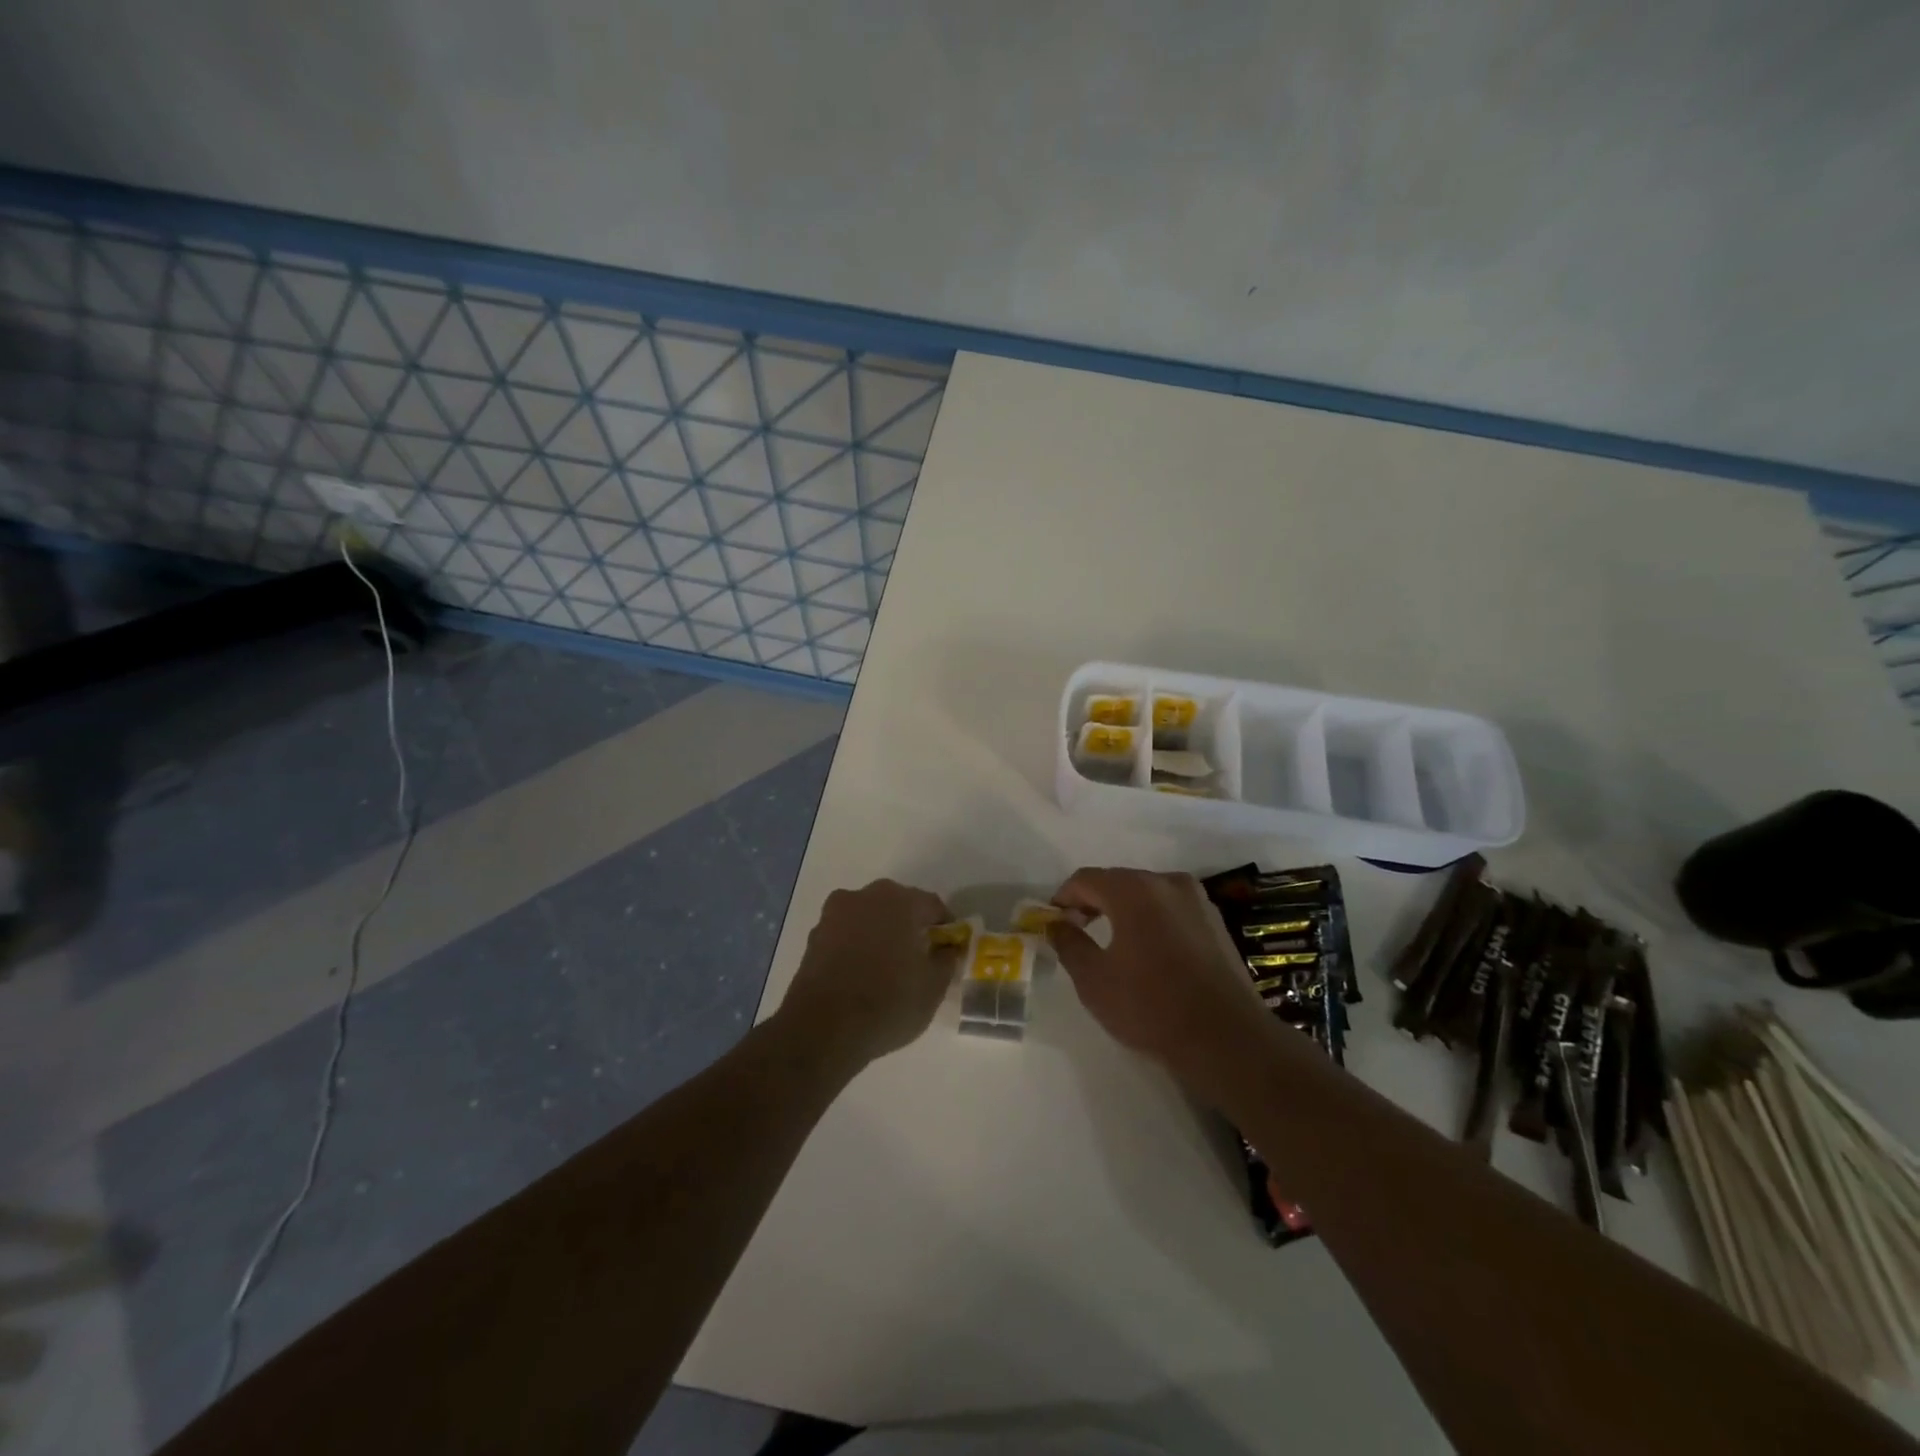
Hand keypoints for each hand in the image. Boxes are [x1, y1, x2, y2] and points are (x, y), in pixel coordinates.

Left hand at [777, 880, 956, 1070]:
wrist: (821, 1029)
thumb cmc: (887, 1003)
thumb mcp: (933, 988)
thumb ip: (946, 960)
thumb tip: (947, 948)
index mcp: (900, 901)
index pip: (932, 905)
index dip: (944, 927)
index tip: (948, 950)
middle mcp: (866, 896)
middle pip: (898, 905)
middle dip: (910, 926)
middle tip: (918, 957)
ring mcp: (835, 914)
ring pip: (868, 917)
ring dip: (880, 933)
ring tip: (887, 967)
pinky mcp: (814, 936)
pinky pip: (846, 933)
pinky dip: (856, 946)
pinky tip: (860, 974)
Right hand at [1047, 868, 1272, 1099]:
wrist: (1227, 1039)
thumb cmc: (1150, 1006)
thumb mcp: (1093, 979)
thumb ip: (1069, 943)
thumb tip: (1057, 924)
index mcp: (1134, 889)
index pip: (1086, 879)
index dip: (1063, 898)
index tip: (1053, 923)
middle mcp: (1167, 882)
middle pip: (1118, 882)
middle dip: (1093, 902)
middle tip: (1077, 932)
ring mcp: (1197, 900)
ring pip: (1147, 895)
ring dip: (1124, 912)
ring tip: (1112, 944)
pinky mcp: (1216, 922)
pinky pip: (1171, 911)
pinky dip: (1152, 922)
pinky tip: (1148, 954)